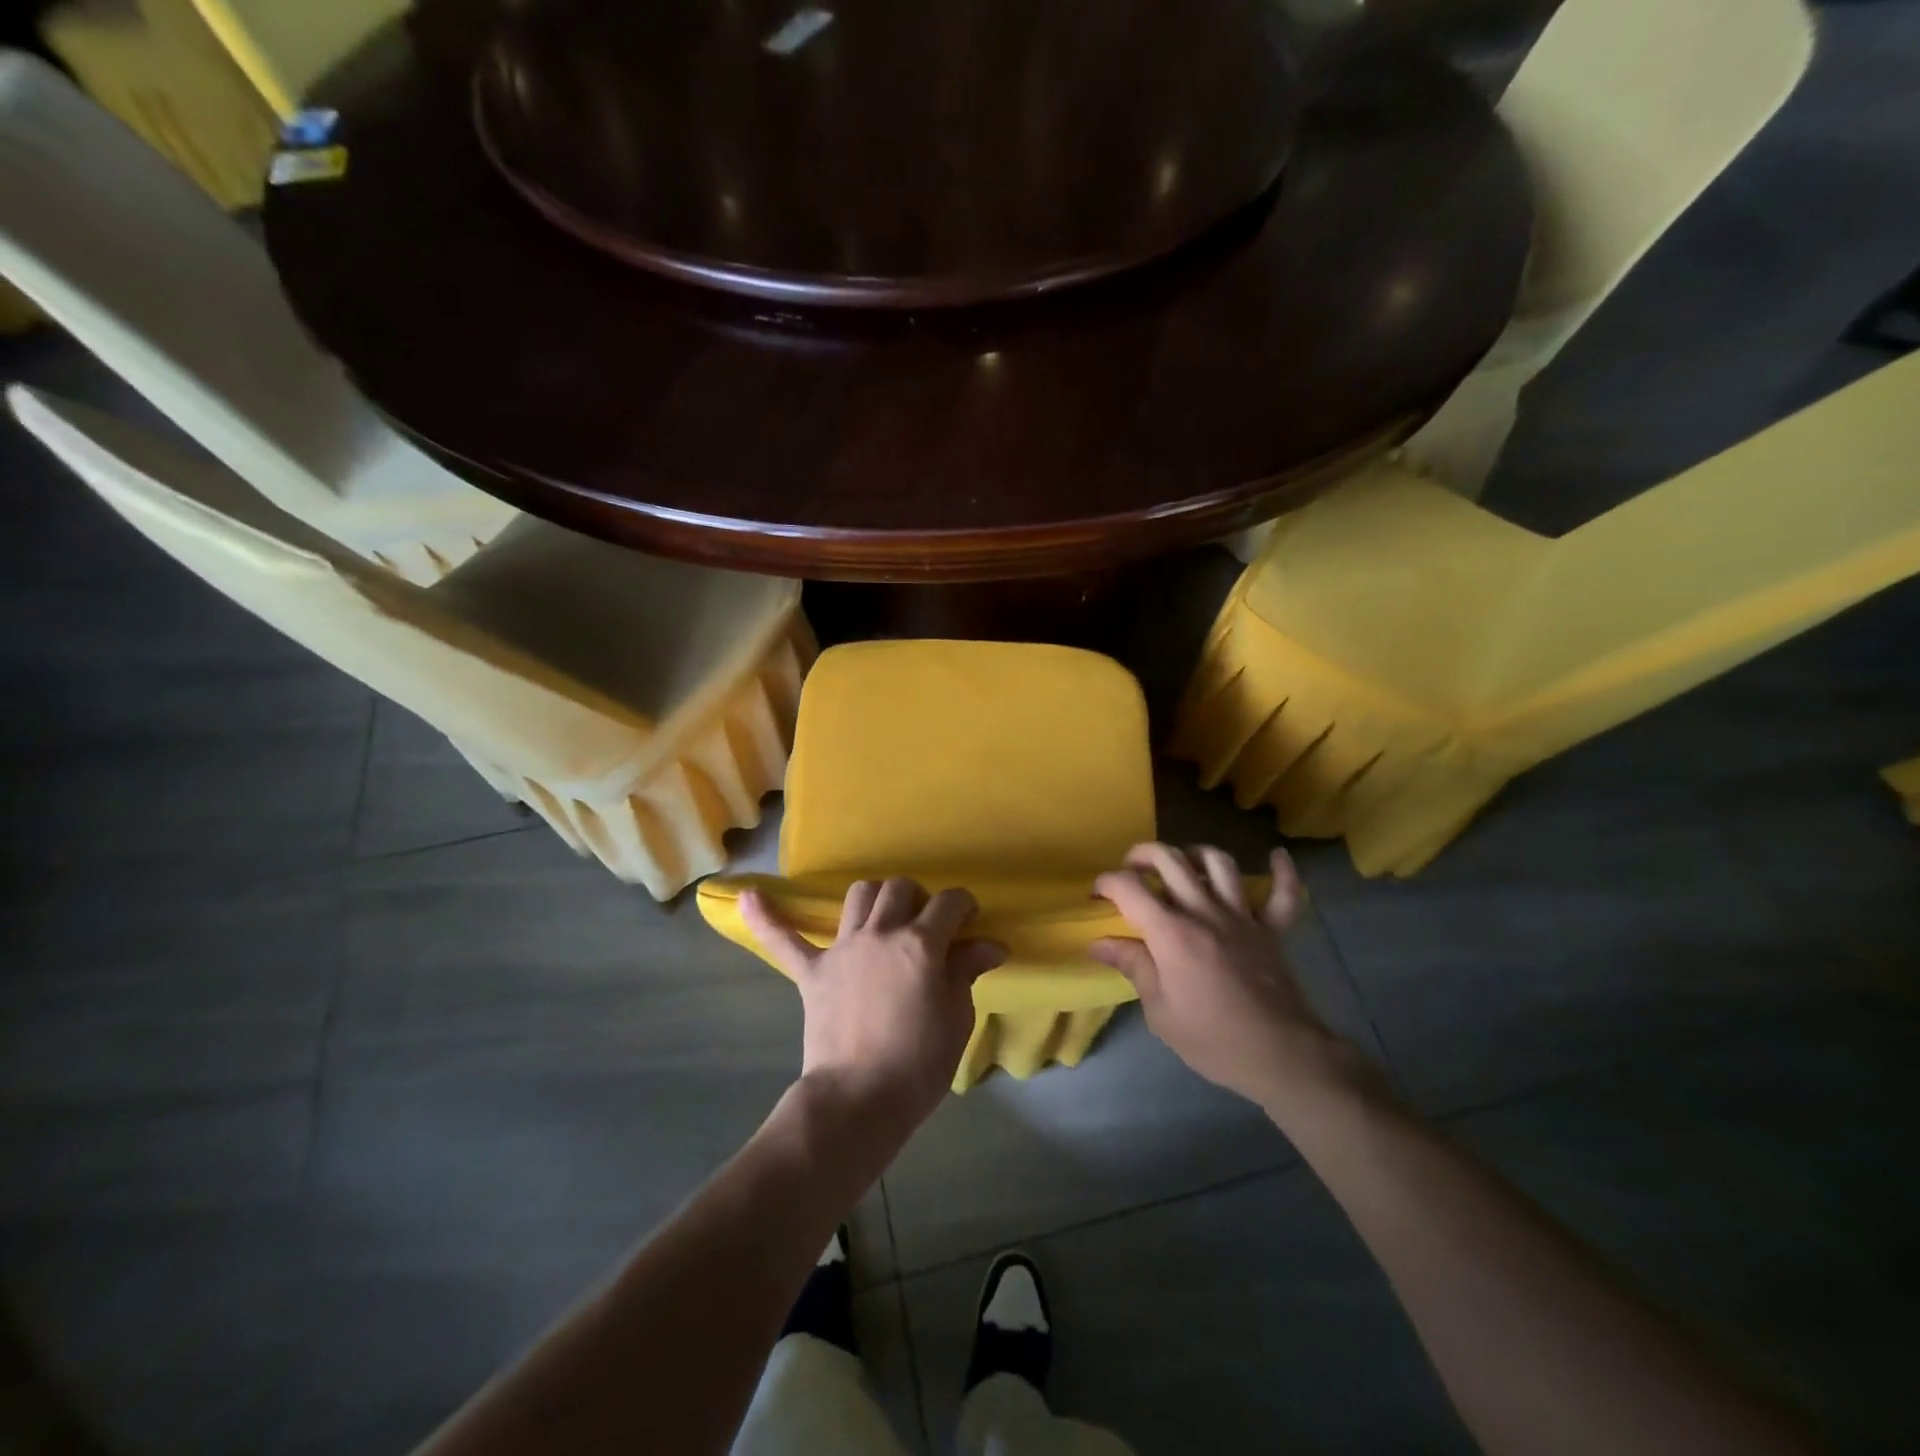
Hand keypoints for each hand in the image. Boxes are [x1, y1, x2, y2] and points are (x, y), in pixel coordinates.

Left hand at [742, 878, 1004, 1130]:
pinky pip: (784, 939)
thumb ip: (966, 972)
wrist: (860, 1099)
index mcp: (920, 944)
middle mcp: (881, 934)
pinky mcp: (812, 971)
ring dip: (875, 898)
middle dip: (919, 898)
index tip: (968, 920)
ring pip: (858, 896)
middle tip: (926, 927)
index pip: (949, 902)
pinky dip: (767, 917)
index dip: (963, 905)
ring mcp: (842, 949)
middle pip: (900, 888)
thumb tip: (989, 945)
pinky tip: (748, 895)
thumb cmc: (919, 1062)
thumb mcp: (957, 1018)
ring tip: (883, 918)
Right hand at [1092, 844, 1353, 1110]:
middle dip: (1142, 855)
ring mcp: (1242, 917)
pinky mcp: (1273, 930)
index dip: (1106, 883)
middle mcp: (1204, 912)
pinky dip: (1282, 873)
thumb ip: (1133, 967)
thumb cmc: (1212, 1039)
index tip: (1096, 895)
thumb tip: (1099, 944)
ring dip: (1195, 854)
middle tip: (1131, 869)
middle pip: (1170, 860)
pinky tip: (1276, 857)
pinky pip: (1284, 893)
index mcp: (1171, 933)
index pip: (1129, 888)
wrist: (1280, 1056)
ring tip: (1183, 864)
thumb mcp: (1160, 1011)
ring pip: (1219, 864)